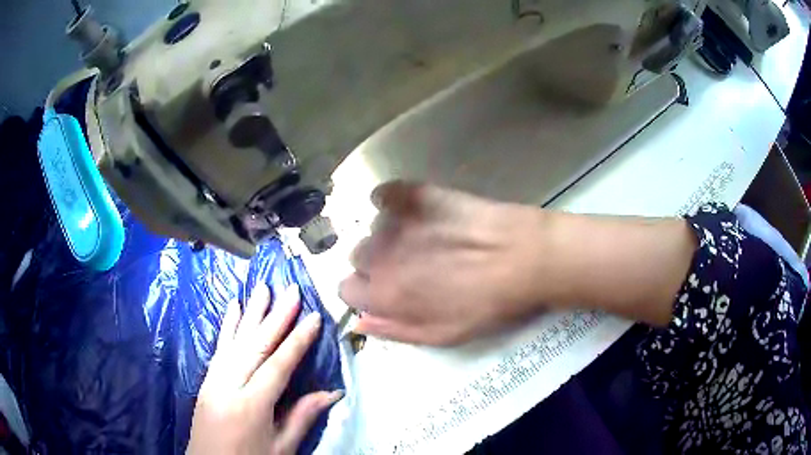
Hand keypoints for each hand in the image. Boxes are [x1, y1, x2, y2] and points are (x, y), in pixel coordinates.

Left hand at [188, 283, 342, 454]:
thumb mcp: (281, 448)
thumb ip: (302, 417)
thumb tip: (332, 392)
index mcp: (251, 406)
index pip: (278, 366)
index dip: (298, 341)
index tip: (313, 316)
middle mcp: (229, 386)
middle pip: (255, 346)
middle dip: (275, 316)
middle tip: (291, 290)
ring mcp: (213, 381)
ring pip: (235, 341)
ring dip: (251, 313)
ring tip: (263, 289)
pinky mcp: (205, 381)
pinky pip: (218, 349)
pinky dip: (227, 326)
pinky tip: (232, 308)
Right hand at [339, 181, 546, 345]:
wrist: (523, 258)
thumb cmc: (485, 304)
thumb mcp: (441, 335)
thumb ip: (394, 330)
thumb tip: (359, 324)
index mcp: (383, 293)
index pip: (346, 290)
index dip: (366, 293)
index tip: (387, 292)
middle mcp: (378, 254)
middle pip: (358, 257)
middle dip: (378, 264)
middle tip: (413, 266)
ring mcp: (396, 220)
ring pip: (374, 229)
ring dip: (391, 235)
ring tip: (426, 239)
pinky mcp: (414, 193)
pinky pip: (384, 194)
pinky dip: (392, 202)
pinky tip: (415, 211)